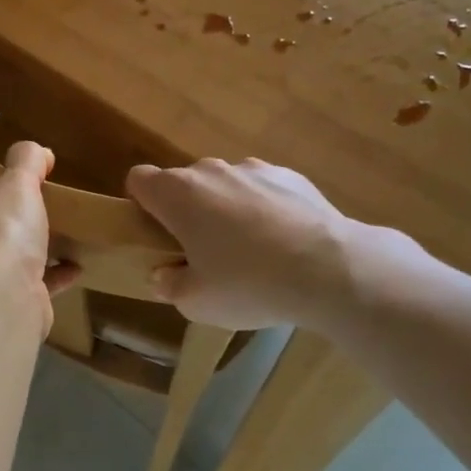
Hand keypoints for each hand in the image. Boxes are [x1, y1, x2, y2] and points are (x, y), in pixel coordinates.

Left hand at [0, 141, 81, 334]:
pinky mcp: (6, 305)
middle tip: (3, 197)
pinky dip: (51, 275)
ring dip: (20, 249)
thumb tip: (35, 150)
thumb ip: (25, 165)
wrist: (5, 305)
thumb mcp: (16, 189)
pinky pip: (30, 284)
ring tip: (48, 229)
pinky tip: (75, 265)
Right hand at [126, 157, 421, 331]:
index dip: (141, 204)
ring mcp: (252, 168)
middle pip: (183, 182)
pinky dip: (264, 207)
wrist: (331, 269)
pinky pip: (262, 188)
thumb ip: (170, 285)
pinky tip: (284, 241)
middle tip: (202, 252)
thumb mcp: (197, 302)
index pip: (139, 180)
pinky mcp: (290, 175)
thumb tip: (163, 275)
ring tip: (250, 249)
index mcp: (177, 194)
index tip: (156, 233)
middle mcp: (209, 170)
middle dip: (186, 210)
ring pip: (224, 184)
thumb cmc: (249, 284)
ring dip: (225, 207)